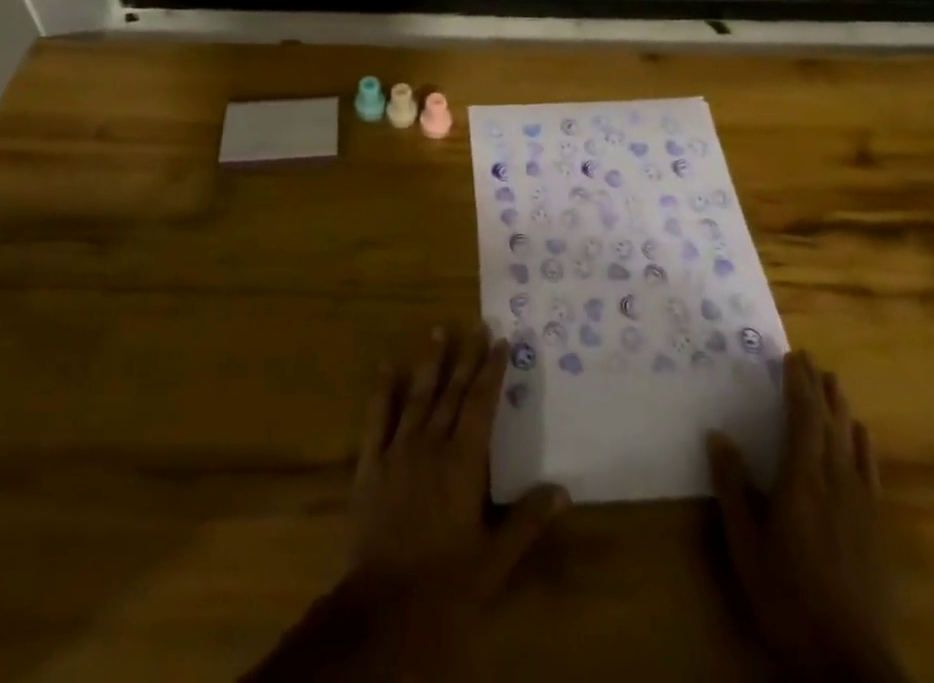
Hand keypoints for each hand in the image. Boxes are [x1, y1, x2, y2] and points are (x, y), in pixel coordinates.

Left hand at [345, 325, 568, 664]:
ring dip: (431, 362)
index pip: (481, 403)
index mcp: (464, 462)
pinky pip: (377, 419)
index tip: (500, 341)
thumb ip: (527, 520)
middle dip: (466, 357)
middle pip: (452, 391)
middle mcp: (432, 445)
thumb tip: (563, 490)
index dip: (491, 371)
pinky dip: (384, 391)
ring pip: (418, 396)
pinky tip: (389, 366)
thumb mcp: (496, 559)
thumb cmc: (447, 584)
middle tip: (475, 324)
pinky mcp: (370, 465)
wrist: (384, 608)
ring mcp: (398, 451)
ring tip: (439, 331)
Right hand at [708, 352, 902, 681]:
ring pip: (852, 441)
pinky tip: (862, 435)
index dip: (797, 384)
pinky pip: (870, 471)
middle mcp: (835, 481)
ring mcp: (860, 504)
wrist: (847, 660)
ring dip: (842, 408)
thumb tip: (718, 436)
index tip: (791, 355)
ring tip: (834, 381)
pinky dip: (864, 445)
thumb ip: (733, 488)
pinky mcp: (874, 526)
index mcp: (802, 480)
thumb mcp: (746, 544)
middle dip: (819, 387)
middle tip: (810, 358)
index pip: (802, 418)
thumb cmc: (786, 597)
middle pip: (830, 422)